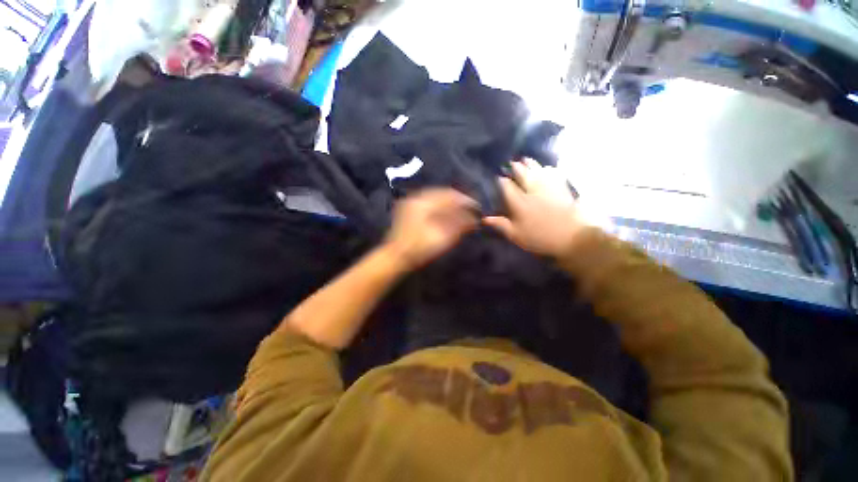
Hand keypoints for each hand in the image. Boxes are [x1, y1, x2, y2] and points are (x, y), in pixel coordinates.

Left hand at [383, 188, 478, 270]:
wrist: (396, 257)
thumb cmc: (420, 249)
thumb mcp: (443, 238)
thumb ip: (459, 225)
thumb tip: (474, 219)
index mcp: (424, 203)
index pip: (450, 195)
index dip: (465, 200)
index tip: (476, 207)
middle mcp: (416, 198)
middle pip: (442, 193)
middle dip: (457, 200)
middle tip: (469, 208)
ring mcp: (410, 202)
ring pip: (434, 196)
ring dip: (448, 202)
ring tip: (460, 210)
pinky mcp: (408, 209)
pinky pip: (427, 201)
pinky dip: (439, 205)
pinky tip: (445, 212)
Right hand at [484, 159, 588, 256]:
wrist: (572, 236)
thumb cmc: (540, 237)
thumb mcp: (516, 235)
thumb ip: (501, 225)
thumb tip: (484, 218)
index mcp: (519, 203)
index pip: (507, 187)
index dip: (501, 181)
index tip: (498, 178)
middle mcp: (532, 191)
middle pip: (522, 174)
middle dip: (516, 168)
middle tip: (512, 163)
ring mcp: (548, 187)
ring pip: (537, 170)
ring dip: (531, 164)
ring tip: (526, 159)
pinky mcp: (562, 188)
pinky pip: (554, 174)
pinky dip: (549, 169)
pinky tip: (547, 168)